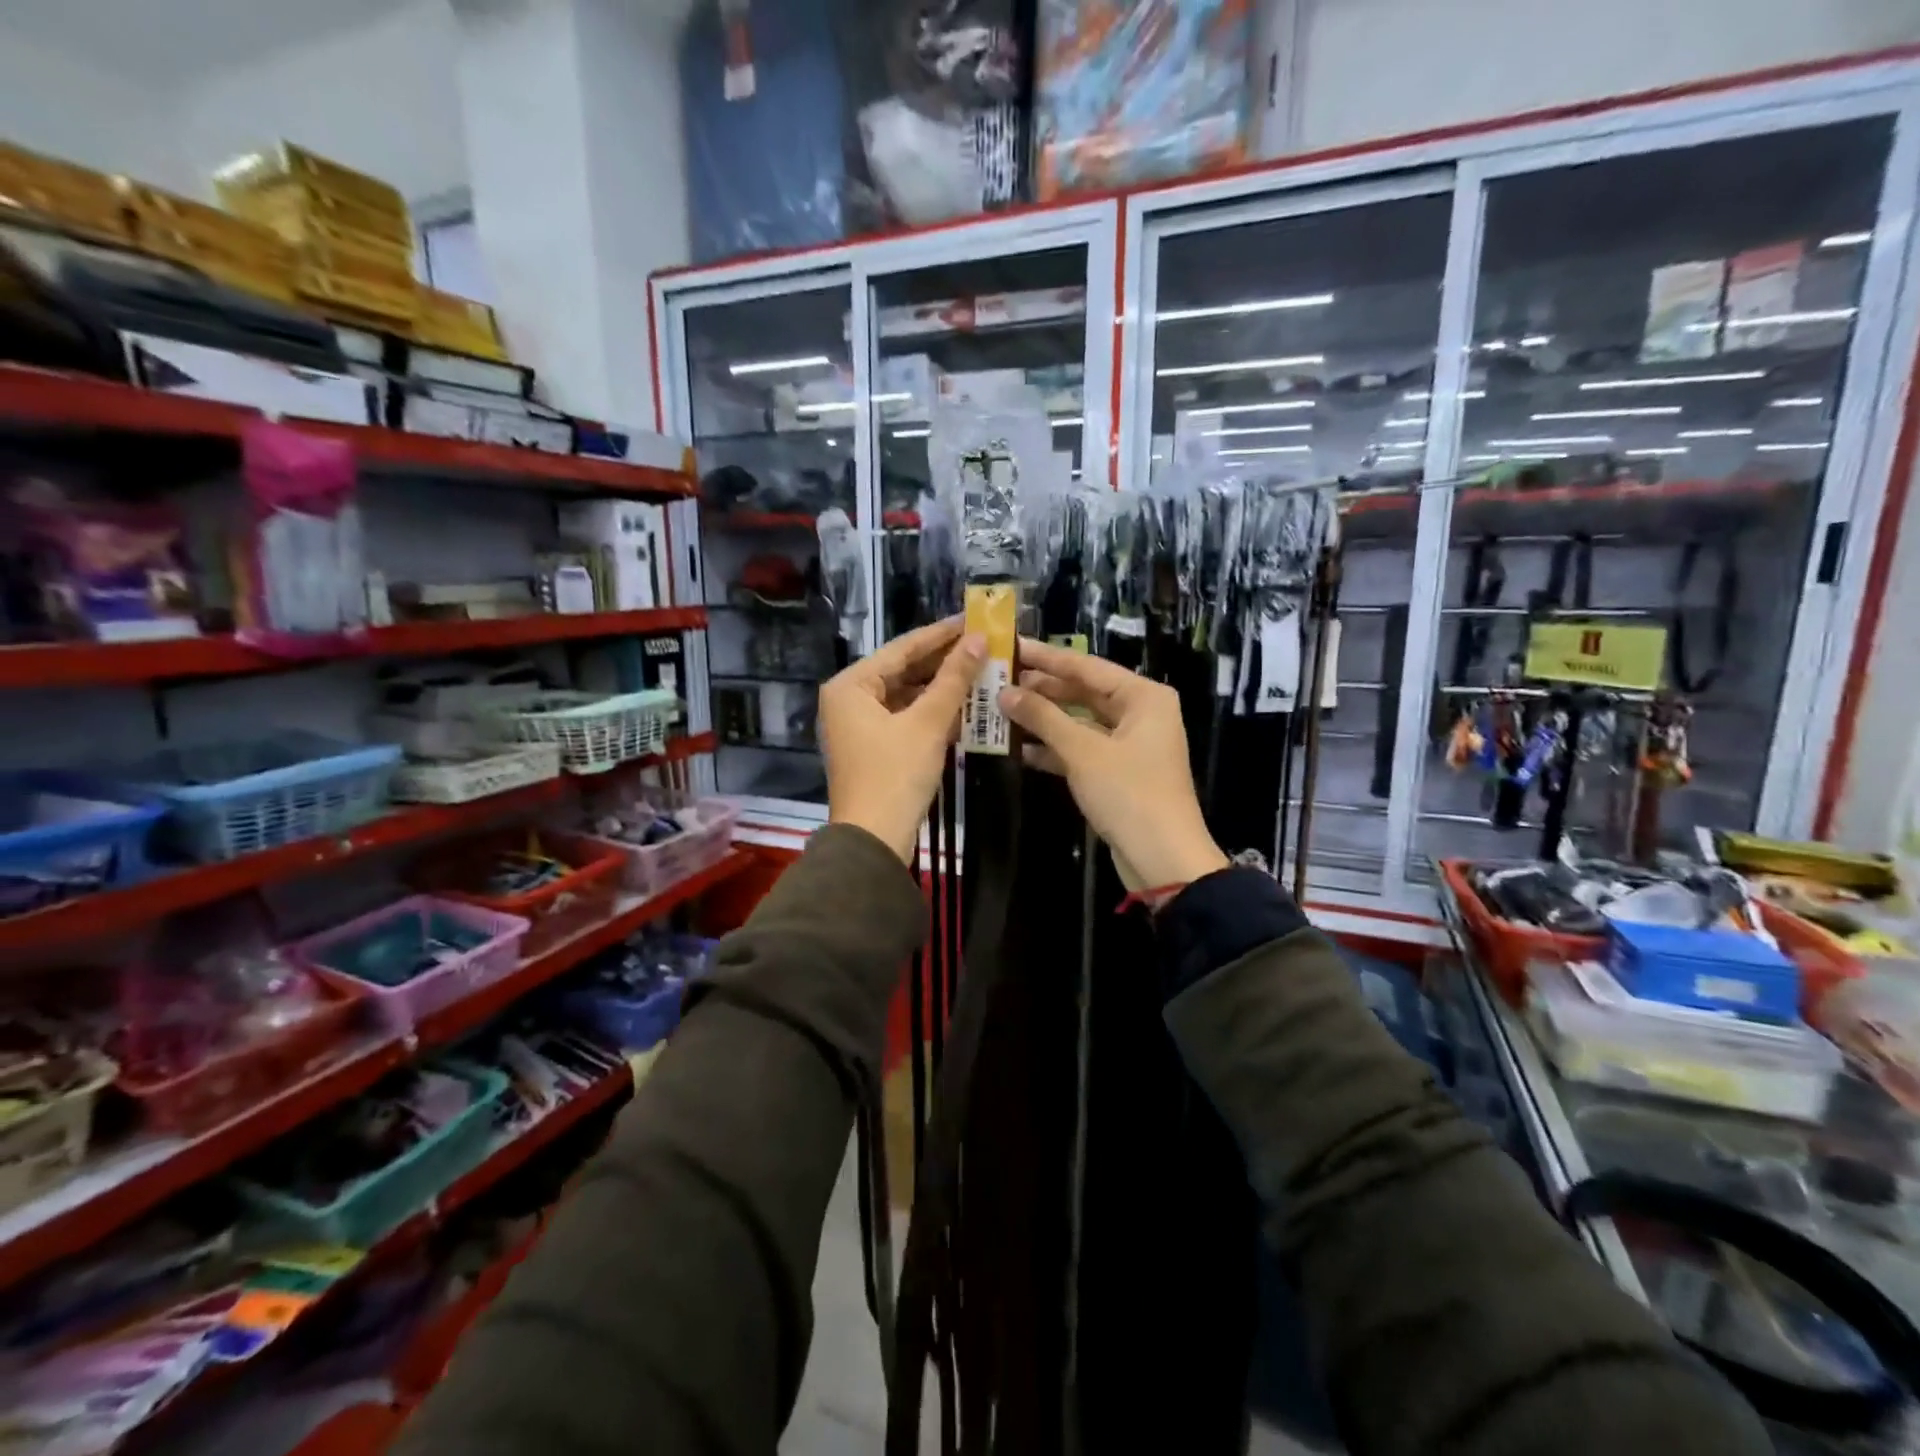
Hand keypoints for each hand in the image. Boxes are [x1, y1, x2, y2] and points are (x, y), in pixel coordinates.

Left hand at [819, 618, 983, 862]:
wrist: (874, 841)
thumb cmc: (895, 775)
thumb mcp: (927, 724)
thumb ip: (953, 679)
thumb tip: (978, 640)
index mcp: (851, 685)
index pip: (902, 648)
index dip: (941, 634)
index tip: (973, 619)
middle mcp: (849, 699)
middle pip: (903, 670)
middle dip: (944, 662)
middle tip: (983, 645)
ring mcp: (859, 725)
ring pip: (907, 695)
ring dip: (942, 688)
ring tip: (981, 671)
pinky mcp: (873, 747)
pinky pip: (906, 718)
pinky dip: (932, 713)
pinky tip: (965, 706)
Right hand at [998, 638, 1228, 892]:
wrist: (1163, 859)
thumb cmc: (1128, 794)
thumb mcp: (1082, 751)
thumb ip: (1043, 717)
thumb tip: (1004, 692)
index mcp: (1143, 697)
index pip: (1087, 666)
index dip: (1046, 658)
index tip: (1011, 647)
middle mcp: (1140, 713)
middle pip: (1084, 692)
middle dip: (1043, 689)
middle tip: (999, 679)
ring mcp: (1129, 744)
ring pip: (1080, 722)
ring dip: (1044, 720)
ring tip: (1001, 710)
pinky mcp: (1118, 772)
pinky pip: (1082, 749)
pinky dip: (1055, 748)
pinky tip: (1021, 748)